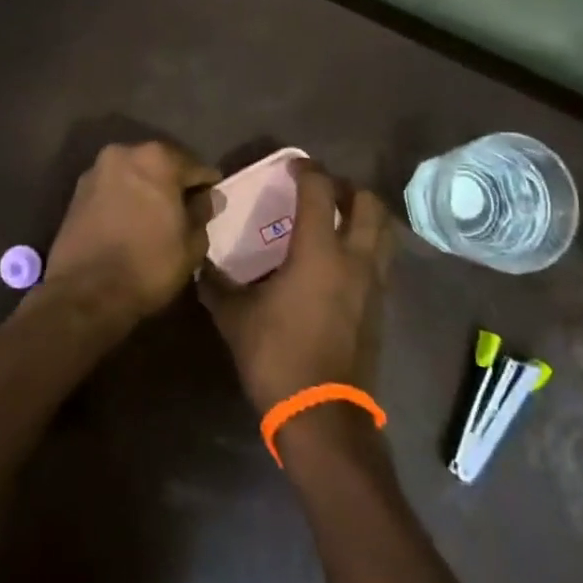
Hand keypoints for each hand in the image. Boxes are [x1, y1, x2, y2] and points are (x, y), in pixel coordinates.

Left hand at [43, 141, 220, 327]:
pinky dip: (125, 199)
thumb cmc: (148, 265)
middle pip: (161, 164)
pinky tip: (132, 222)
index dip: (207, 187)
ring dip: (147, 190)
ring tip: (157, 218)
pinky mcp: (77, 192)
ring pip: (134, 175)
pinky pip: (113, 189)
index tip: (213, 202)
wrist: (85, 293)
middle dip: (174, 184)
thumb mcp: (192, 244)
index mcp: (157, 159)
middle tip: (186, 210)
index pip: (195, 167)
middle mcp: (124, 153)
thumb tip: (207, 198)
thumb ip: (202, 212)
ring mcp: (96, 170)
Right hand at [200, 163, 394, 415]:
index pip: (321, 190)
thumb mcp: (235, 318)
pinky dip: (367, 247)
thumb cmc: (277, 357)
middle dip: (348, 187)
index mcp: (319, 251)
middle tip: (323, 192)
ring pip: (384, 232)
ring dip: (364, 216)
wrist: (323, 417)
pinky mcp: (381, 308)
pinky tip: (341, 264)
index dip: (308, 170)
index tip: (294, 165)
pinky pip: (381, 261)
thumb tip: (198, 265)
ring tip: (337, 221)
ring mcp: (374, 284)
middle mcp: (354, 259)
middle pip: (369, 203)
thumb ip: (216, 284)